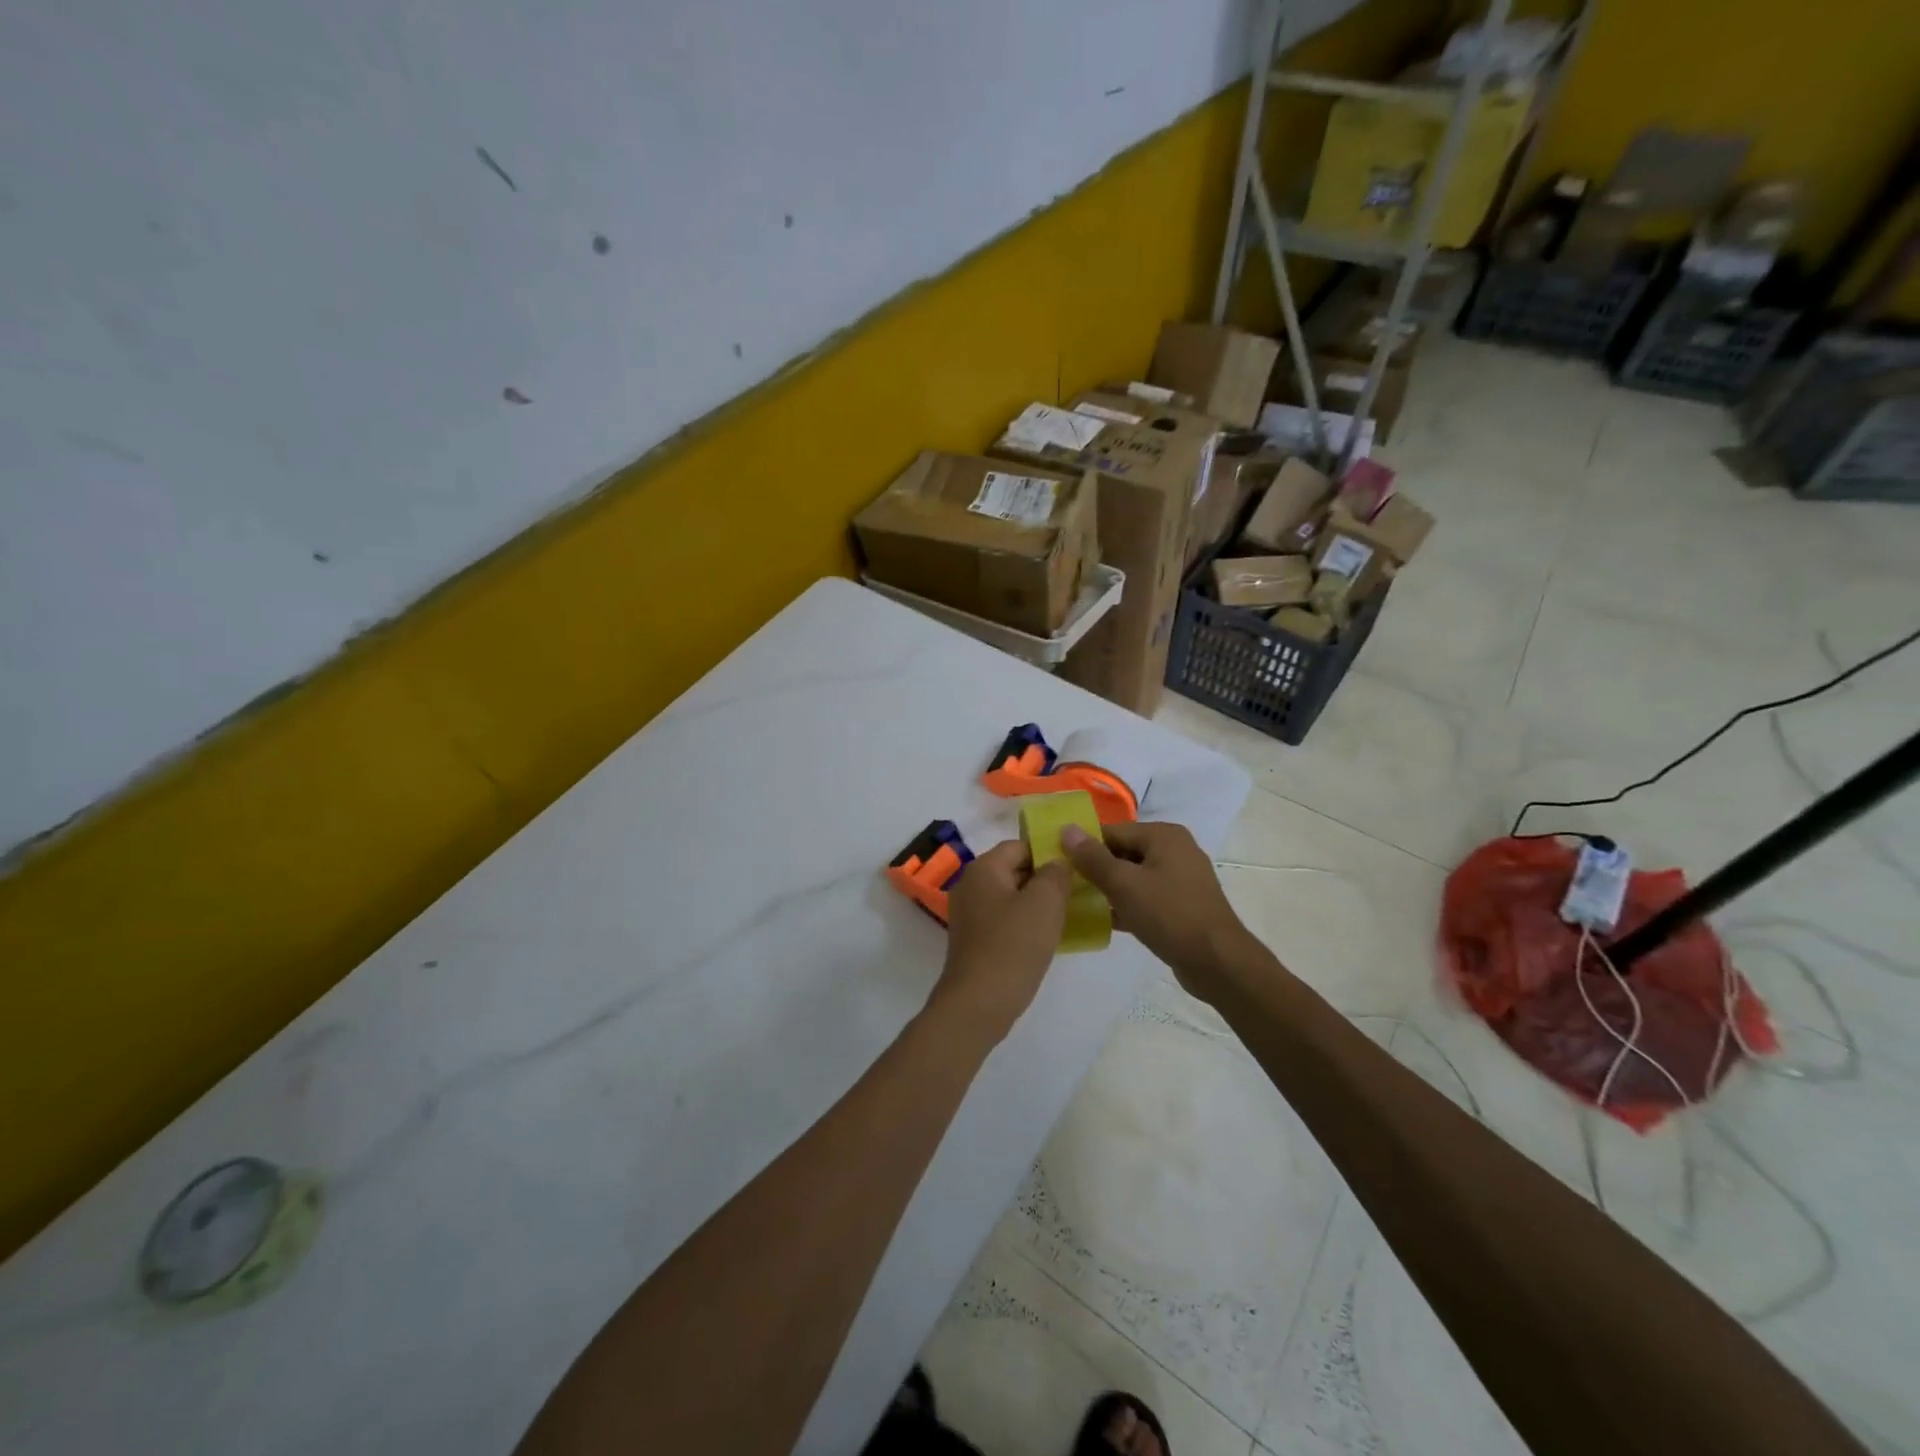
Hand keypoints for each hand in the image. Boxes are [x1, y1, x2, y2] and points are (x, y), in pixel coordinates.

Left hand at [929, 841, 1072, 1044]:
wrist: (978, 1003)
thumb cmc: (1013, 946)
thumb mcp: (1044, 904)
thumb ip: (1056, 874)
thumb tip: (1058, 863)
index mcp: (983, 868)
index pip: (1020, 846)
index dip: (1049, 853)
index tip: (1077, 869)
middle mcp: (970, 885)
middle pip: (1014, 870)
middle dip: (1045, 878)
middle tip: (1077, 892)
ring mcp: (969, 914)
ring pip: (1010, 897)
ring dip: (1037, 903)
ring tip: (1067, 915)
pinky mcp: (973, 939)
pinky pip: (1004, 919)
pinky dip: (1024, 923)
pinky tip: (1046, 938)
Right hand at [1060, 821, 1258, 1003]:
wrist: (1217, 962)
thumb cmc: (1168, 914)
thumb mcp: (1123, 884)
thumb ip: (1092, 857)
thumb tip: (1066, 829)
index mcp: (1163, 835)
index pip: (1112, 831)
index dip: (1084, 846)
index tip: (1059, 865)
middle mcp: (1175, 849)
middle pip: (1123, 852)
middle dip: (1096, 869)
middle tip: (1066, 887)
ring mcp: (1181, 878)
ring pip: (1134, 876)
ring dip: (1109, 889)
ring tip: (1079, 904)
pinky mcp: (1182, 904)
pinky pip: (1146, 896)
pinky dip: (1127, 904)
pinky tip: (1104, 920)